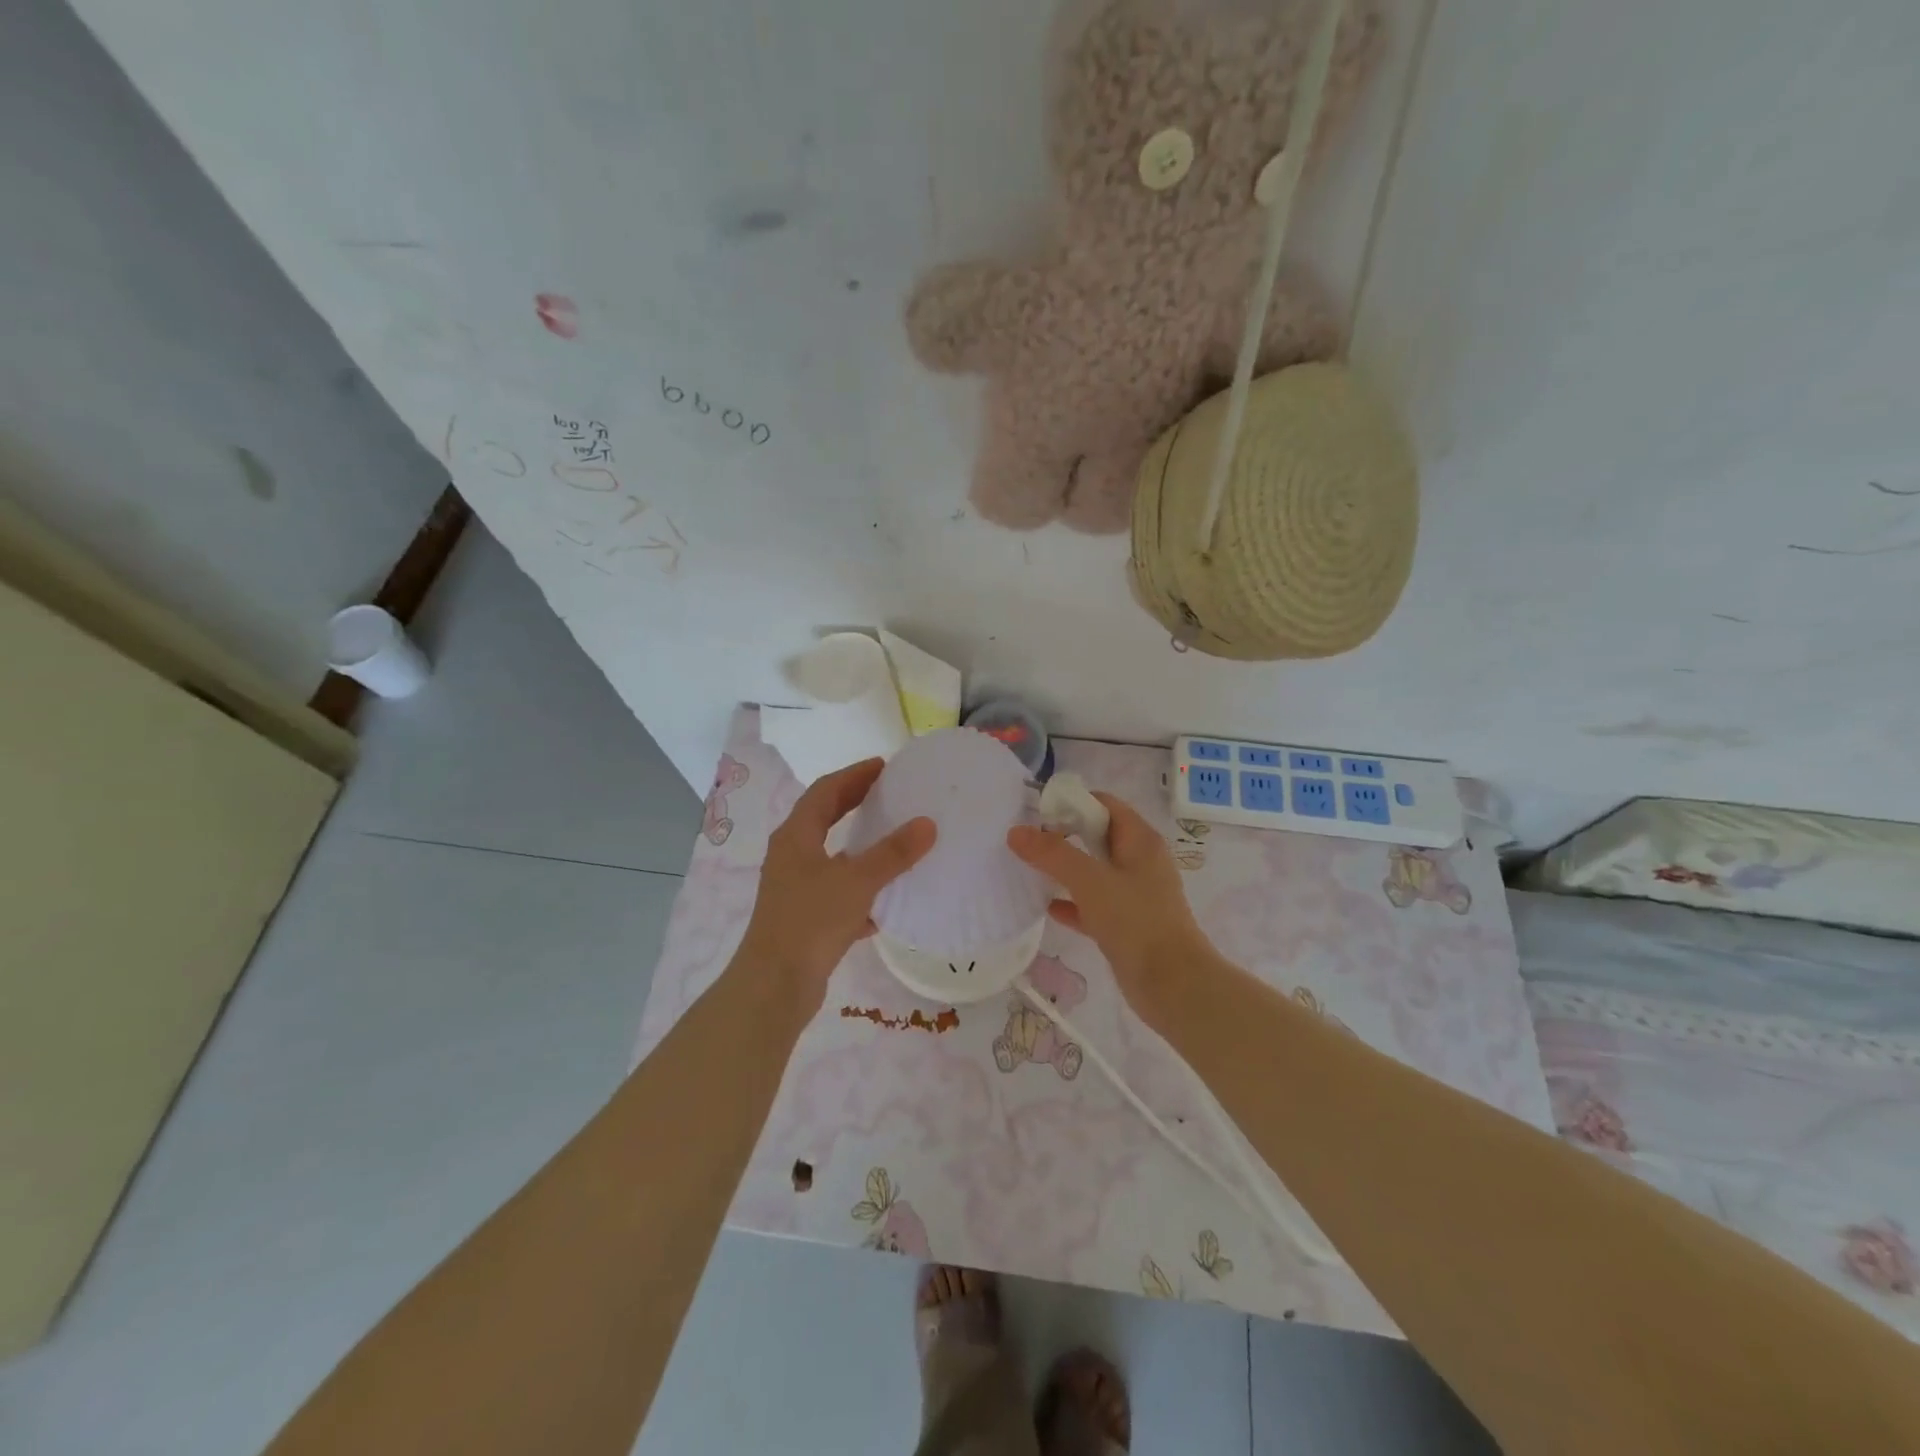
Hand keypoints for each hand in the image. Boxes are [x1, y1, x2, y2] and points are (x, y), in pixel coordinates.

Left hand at [735, 758, 934, 1010]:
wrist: (775, 985)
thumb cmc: (811, 921)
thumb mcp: (857, 881)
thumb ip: (893, 853)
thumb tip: (927, 824)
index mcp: (796, 836)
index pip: (825, 791)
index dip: (853, 775)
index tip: (883, 766)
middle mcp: (791, 856)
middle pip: (824, 819)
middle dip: (854, 803)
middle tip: (888, 792)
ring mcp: (795, 889)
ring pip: (831, 858)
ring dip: (859, 847)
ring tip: (892, 840)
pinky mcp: (804, 919)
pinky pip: (836, 893)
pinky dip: (859, 890)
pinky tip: (885, 903)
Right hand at [1008, 792, 1211, 1028]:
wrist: (1173, 986)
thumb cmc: (1136, 922)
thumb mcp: (1090, 881)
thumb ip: (1052, 854)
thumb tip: (1016, 832)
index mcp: (1140, 841)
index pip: (1104, 805)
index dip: (1072, 804)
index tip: (1038, 815)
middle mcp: (1140, 862)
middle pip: (1097, 836)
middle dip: (1064, 836)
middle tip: (1028, 843)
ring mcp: (1135, 895)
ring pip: (1094, 872)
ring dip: (1065, 870)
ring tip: (1029, 870)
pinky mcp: (1128, 925)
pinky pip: (1094, 905)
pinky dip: (1072, 903)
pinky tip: (1047, 908)